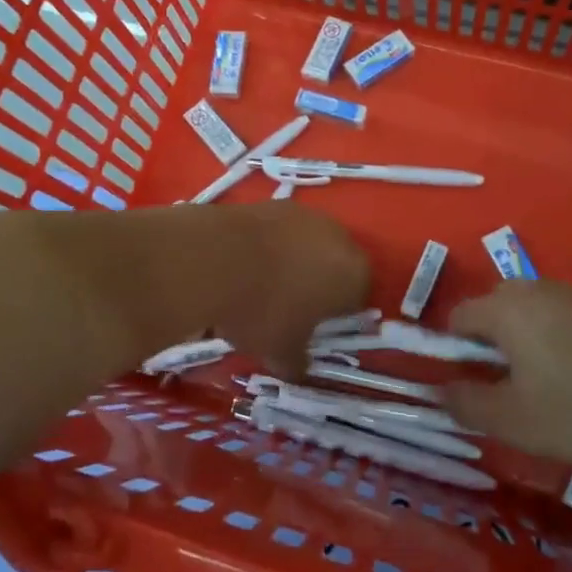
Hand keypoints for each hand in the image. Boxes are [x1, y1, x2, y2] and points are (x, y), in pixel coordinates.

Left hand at [210, 203, 371, 376]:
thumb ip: (297, 362)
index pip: (357, 298)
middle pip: (335, 265)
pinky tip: (244, 264)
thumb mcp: (281, 351)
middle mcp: (339, 236)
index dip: (335, 315)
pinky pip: (280, 231)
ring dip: (293, 261)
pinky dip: (269, 245)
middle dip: (317, 284)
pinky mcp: (273, 202)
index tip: (311, 328)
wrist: (214, 258)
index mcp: (354, 273)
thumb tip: (298, 369)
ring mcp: (306, 214)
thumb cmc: (263, 310)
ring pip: (308, 244)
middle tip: (289, 307)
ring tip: (261, 284)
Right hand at [445, 280, 571, 473]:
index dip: (454, 349)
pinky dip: (555, 339)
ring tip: (540, 385)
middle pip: (495, 306)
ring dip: (523, 339)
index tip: (470, 385)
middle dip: (489, 341)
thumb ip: (466, 403)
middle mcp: (539, 290)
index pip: (460, 315)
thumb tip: (439, 391)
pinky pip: (563, 317)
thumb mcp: (512, 421)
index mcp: (508, 309)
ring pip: (531, 310)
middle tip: (504, 386)